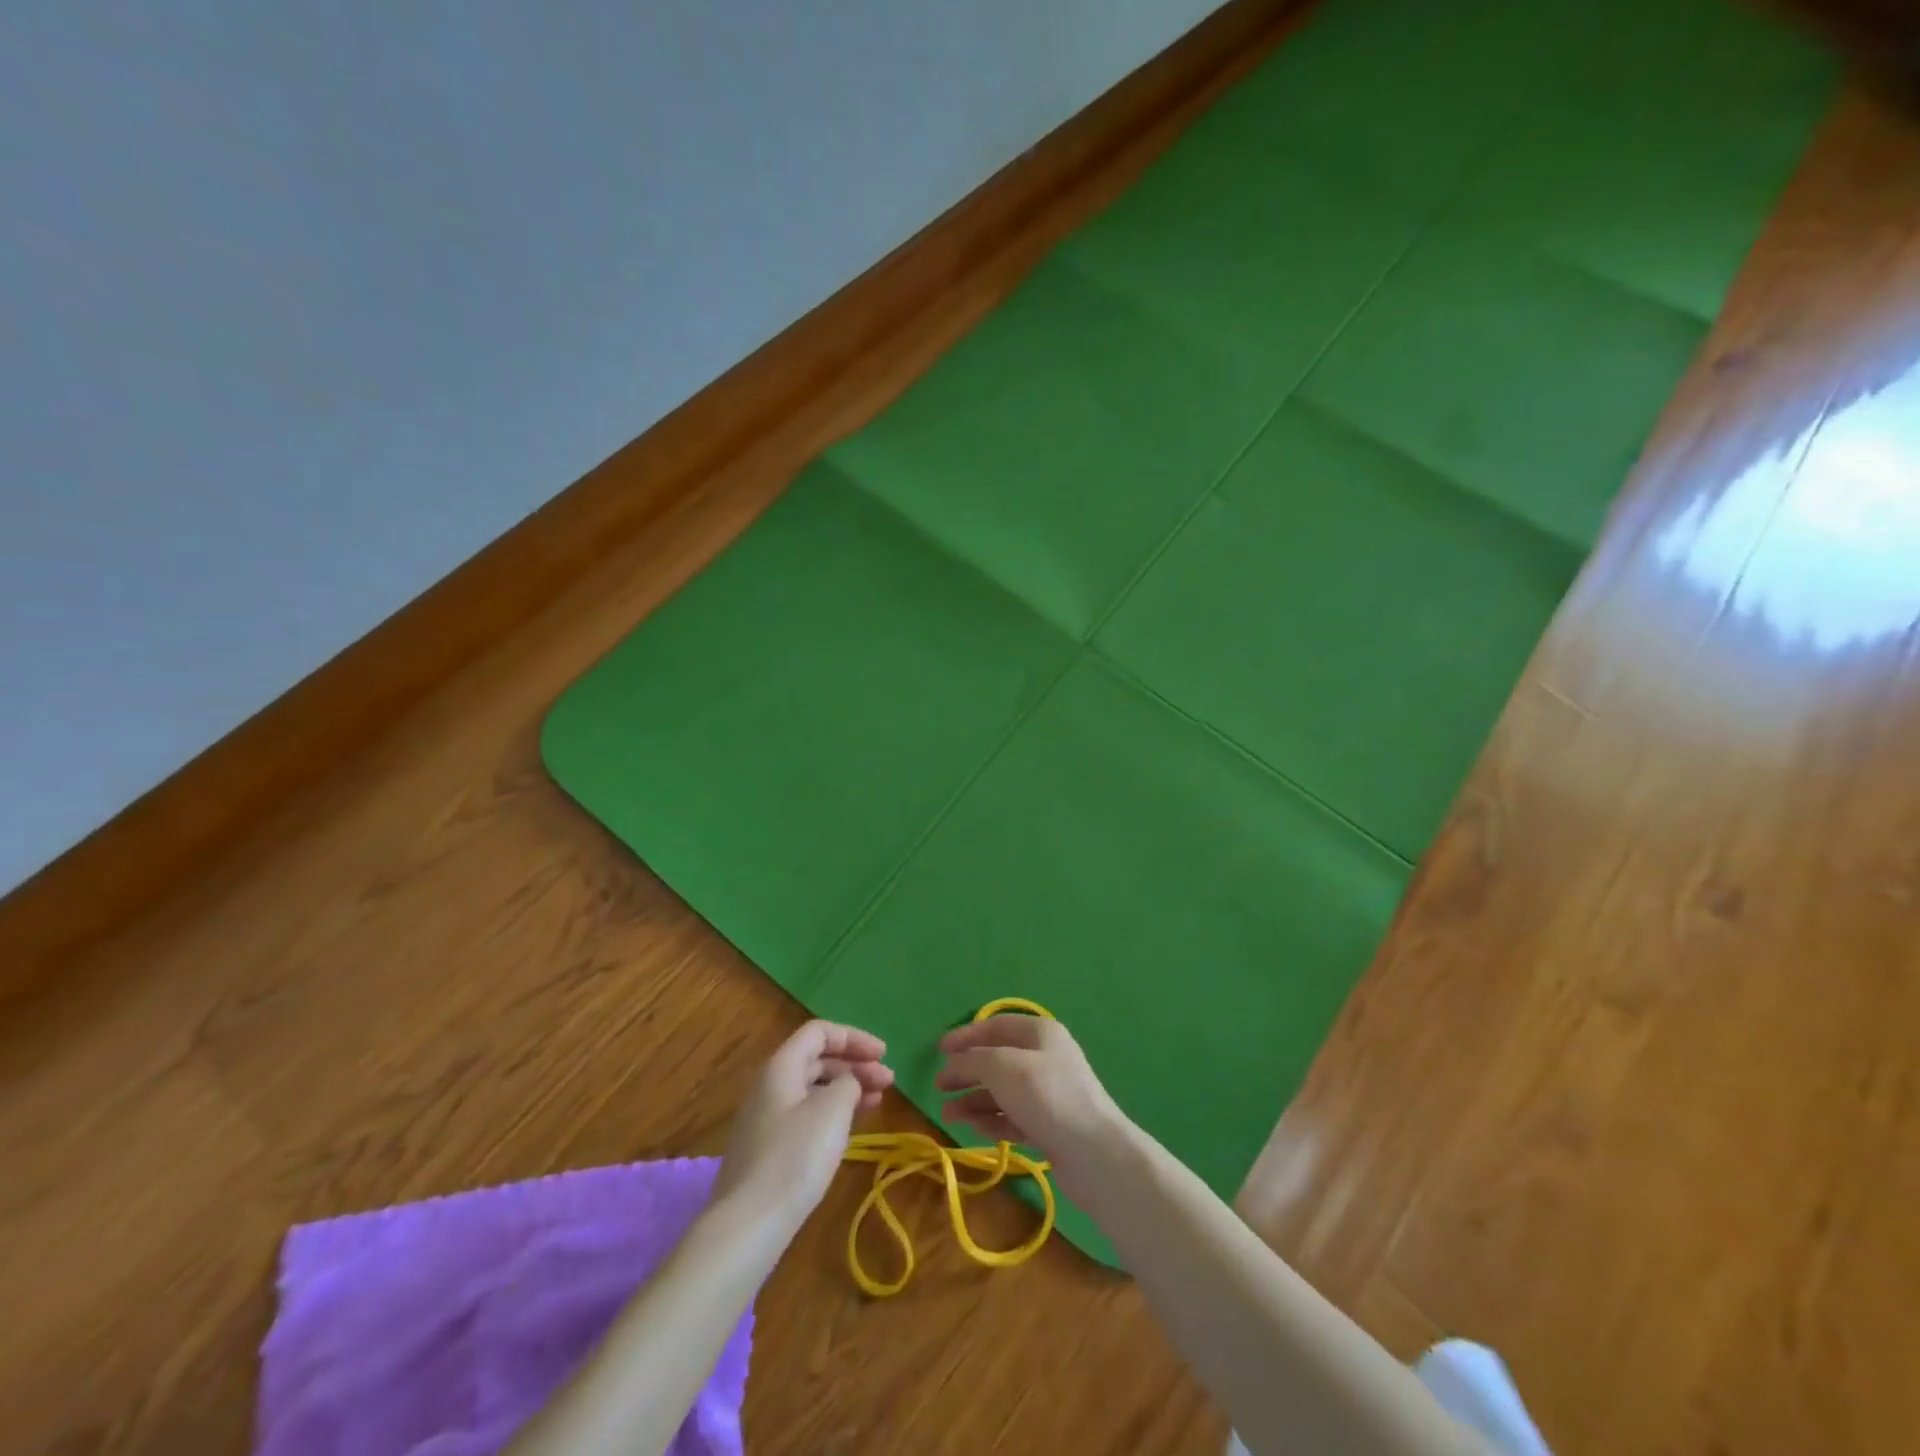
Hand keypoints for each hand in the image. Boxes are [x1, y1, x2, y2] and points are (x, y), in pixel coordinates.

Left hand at [714, 1020, 892, 1224]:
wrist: (748, 1225)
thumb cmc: (795, 1157)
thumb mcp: (832, 1110)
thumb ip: (848, 1084)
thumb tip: (848, 1083)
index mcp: (781, 1066)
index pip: (819, 1032)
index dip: (853, 1037)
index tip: (883, 1054)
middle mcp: (771, 1085)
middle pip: (817, 1060)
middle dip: (855, 1064)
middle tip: (888, 1081)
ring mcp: (767, 1119)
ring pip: (814, 1089)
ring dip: (847, 1089)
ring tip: (878, 1101)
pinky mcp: (770, 1150)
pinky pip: (807, 1115)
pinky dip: (833, 1113)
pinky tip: (852, 1128)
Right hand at [934, 1015, 1125, 1174]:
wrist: (1094, 1155)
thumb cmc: (1046, 1097)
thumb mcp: (1002, 1067)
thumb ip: (973, 1060)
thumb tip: (954, 1063)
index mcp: (1040, 1033)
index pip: (996, 1025)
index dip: (966, 1035)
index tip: (939, 1050)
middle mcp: (1045, 1058)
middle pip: (997, 1059)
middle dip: (967, 1071)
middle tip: (939, 1086)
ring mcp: (1049, 1093)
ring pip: (1003, 1091)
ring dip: (974, 1100)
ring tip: (948, 1114)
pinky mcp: (1049, 1126)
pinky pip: (1013, 1117)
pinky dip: (992, 1120)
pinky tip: (974, 1128)